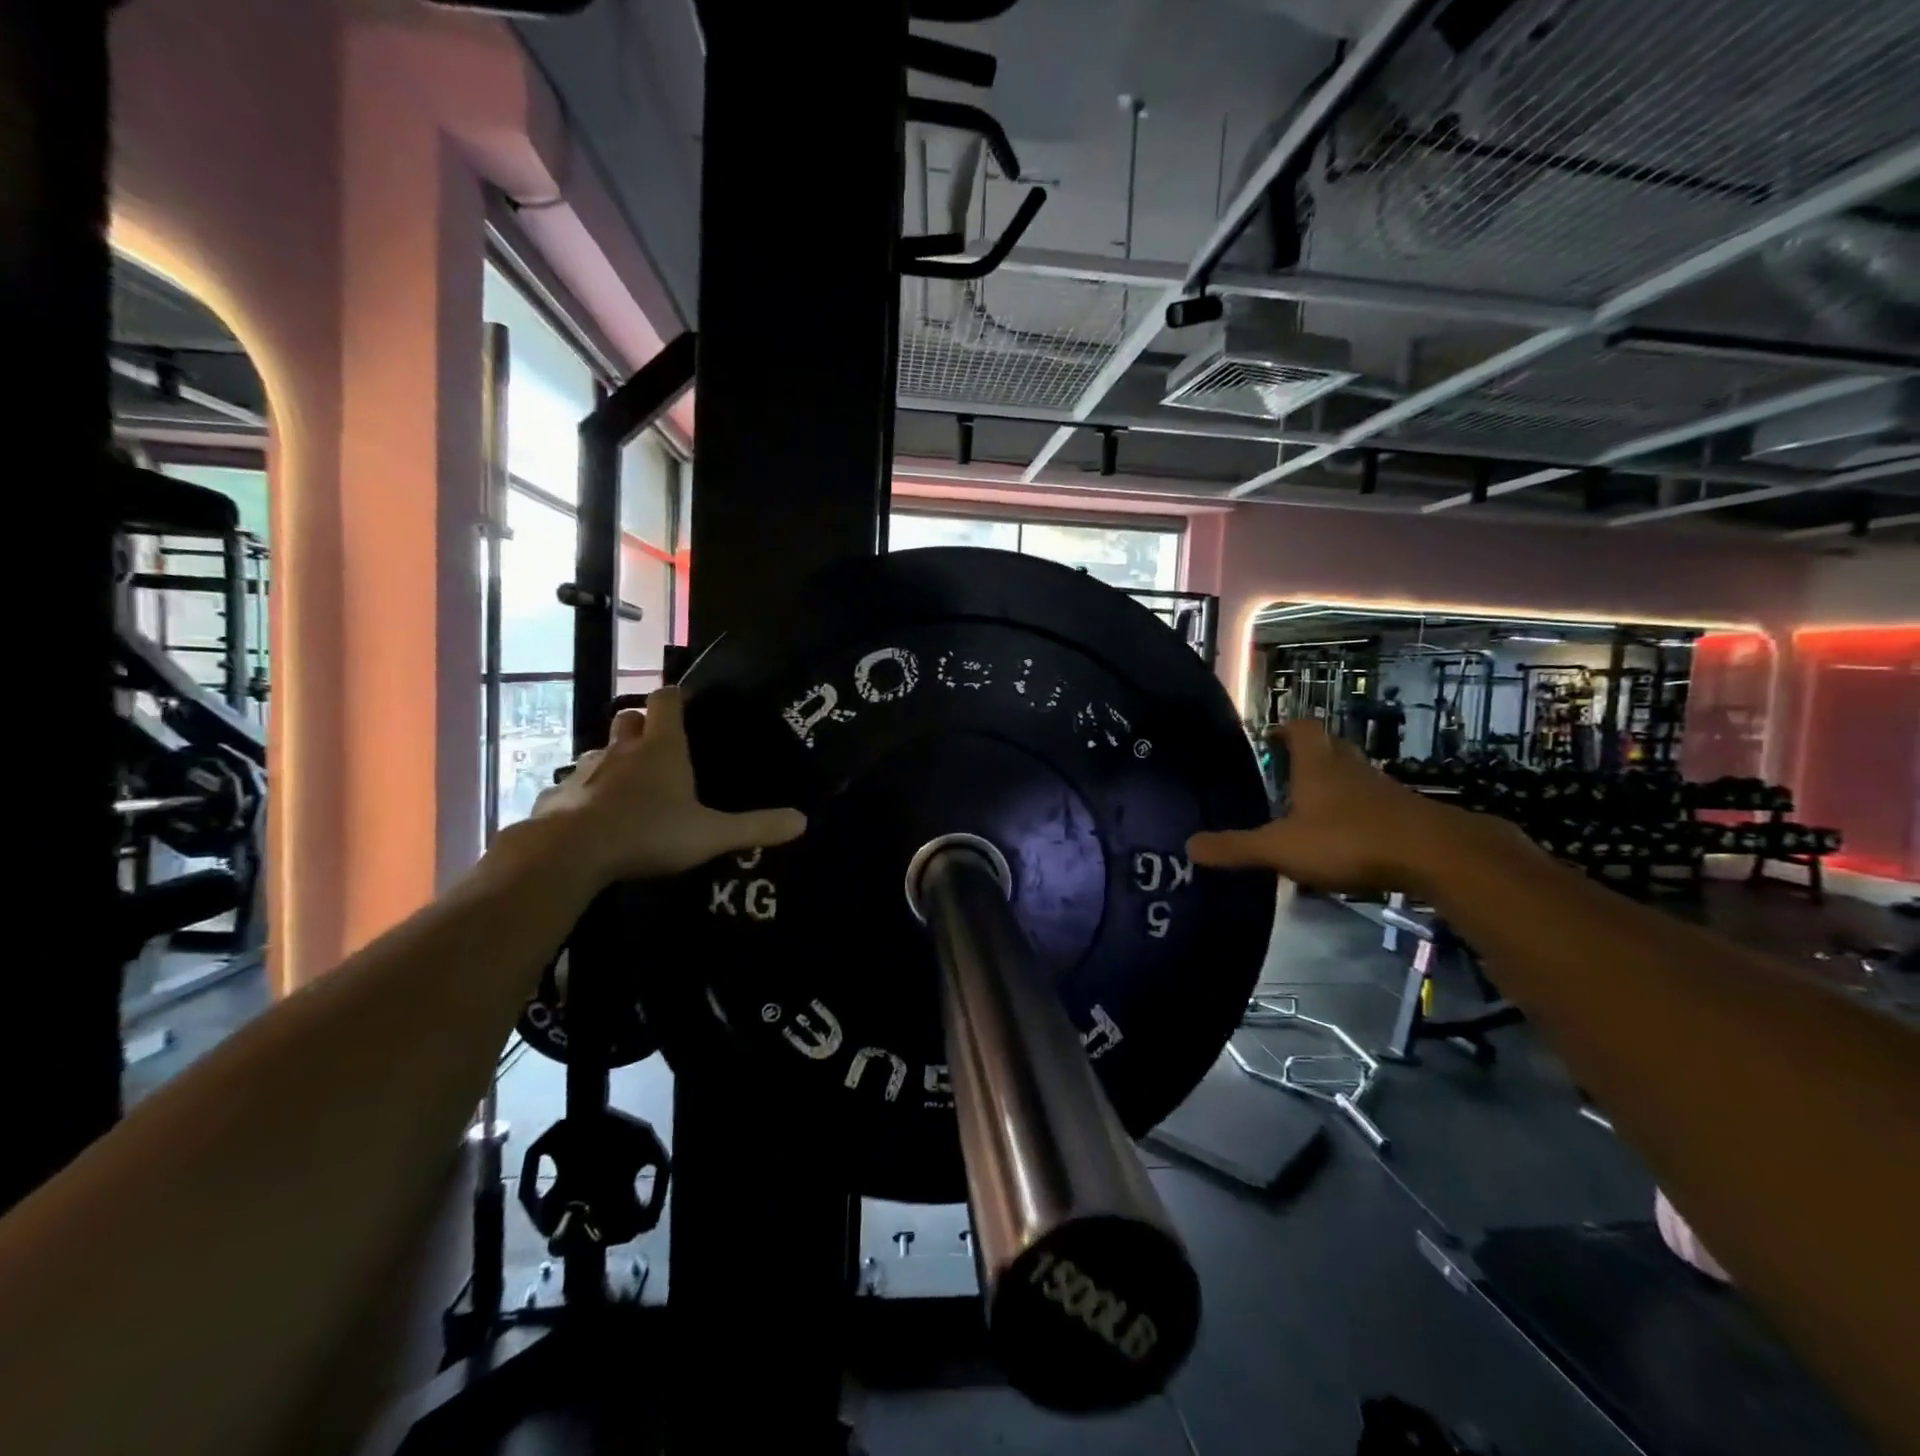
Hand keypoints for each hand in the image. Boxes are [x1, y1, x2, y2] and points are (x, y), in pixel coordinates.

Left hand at [529, 688, 805, 884]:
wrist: (568, 854)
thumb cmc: (647, 833)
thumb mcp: (711, 835)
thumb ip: (756, 827)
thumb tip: (803, 821)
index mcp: (661, 748)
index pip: (666, 699)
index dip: (676, 696)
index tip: (685, 702)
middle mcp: (622, 750)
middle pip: (629, 718)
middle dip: (642, 725)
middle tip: (658, 745)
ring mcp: (585, 770)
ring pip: (599, 751)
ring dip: (613, 759)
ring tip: (628, 784)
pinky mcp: (558, 796)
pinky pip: (573, 786)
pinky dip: (585, 793)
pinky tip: (593, 816)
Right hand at [1187, 719, 1488, 894]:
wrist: (1436, 856)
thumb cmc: (1349, 840)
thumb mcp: (1282, 848)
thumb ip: (1236, 848)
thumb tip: (1189, 846)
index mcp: (1318, 765)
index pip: (1301, 728)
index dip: (1285, 729)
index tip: (1269, 740)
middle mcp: (1350, 768)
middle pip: (1329, 748)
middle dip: (1308, 757)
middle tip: (1285, 776)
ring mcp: (1382, 790)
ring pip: (1353, 777)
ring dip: (1334, 787)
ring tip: (1309, 812)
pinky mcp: (1405, 815)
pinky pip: (1374, 806)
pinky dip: (1357, 816)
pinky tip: (1345, 843)